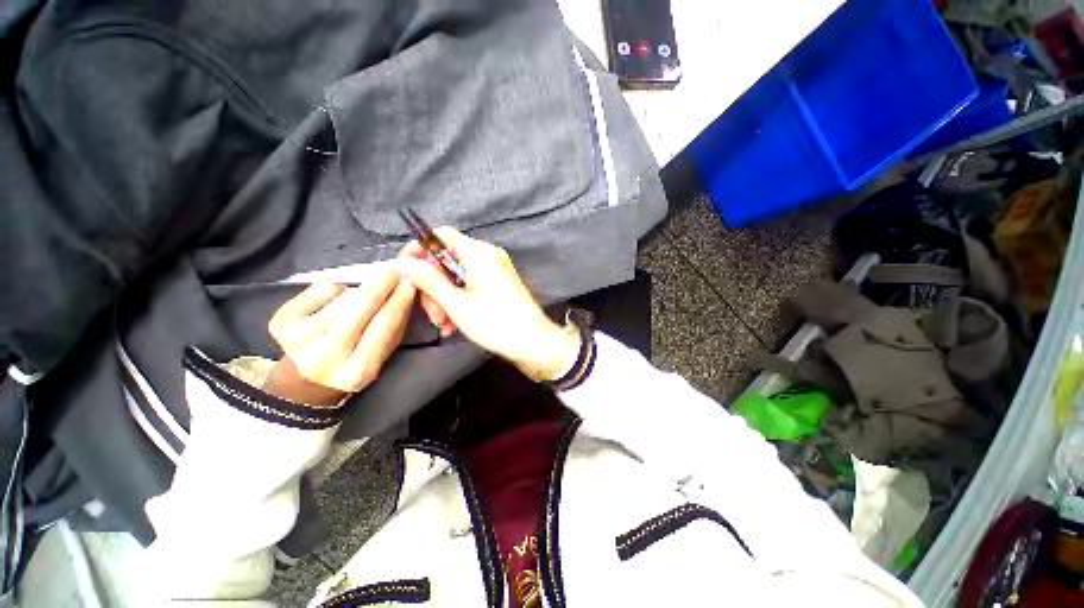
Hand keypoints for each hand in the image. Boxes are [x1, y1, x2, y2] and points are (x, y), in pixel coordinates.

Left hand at [264, 271, 415, 405]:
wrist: (309, 375)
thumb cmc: (357, 359)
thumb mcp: (384, 351)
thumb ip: (396, 324)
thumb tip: (405, 290)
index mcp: (357, 371)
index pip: (384, 326)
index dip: (398, 301)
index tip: (409, 283)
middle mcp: (324, 359)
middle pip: (358, 309)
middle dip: (380, 285)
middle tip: (392, 272)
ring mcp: (298, 341)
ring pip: (342, 298)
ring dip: (359, 292)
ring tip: (362, 299)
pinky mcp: (280, 323)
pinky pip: (320, 290)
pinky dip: (335, 289)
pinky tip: (335, 301)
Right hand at [398, 228, 579, 381]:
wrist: (533, 341)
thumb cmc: (494, 322)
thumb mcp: (456, 303)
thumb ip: (428, 280)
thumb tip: (403, 262)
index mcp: (479, 253)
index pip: (441, 235)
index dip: (419, 247)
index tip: (405, 268)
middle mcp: (489, 256)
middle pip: (449, 260)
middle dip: (434, 286)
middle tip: (430, 312)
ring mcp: (496, 270)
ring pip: (459, 277)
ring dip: (446, 299)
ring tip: (444, 324)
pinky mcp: (501, 284)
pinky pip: (473, 285)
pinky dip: (461, 301)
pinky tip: (454, 324)